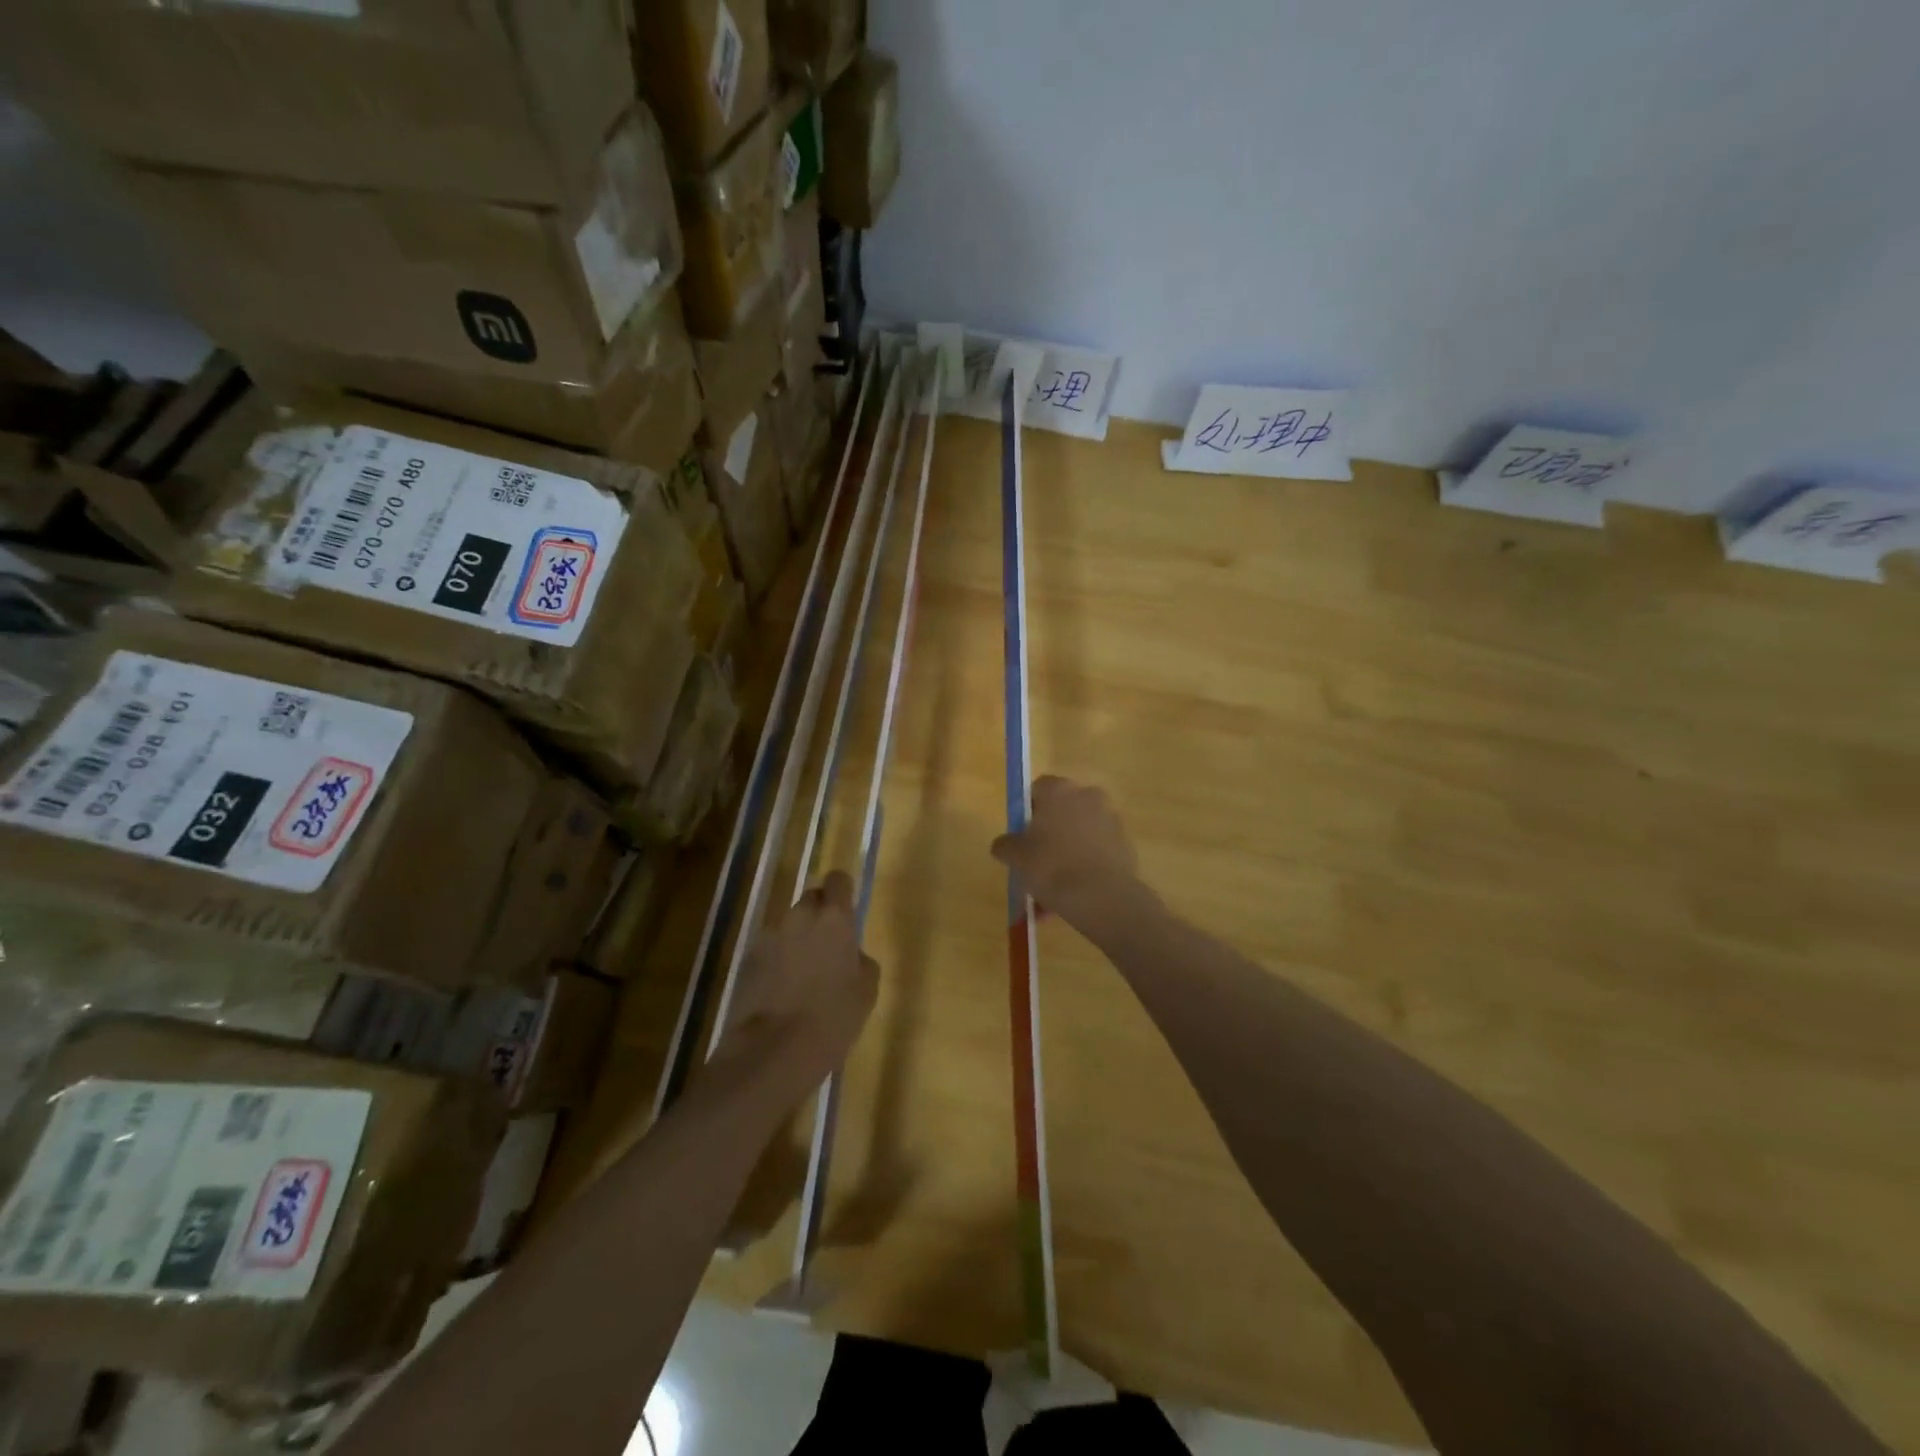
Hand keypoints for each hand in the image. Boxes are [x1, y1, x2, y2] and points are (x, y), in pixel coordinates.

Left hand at [719, 871, 879, 1087]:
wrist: (773, 1051)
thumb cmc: (833, 1018)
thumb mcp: (866, 989)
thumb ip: (860, 959)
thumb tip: (850, 953)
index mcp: (834, 918)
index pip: (838, 880)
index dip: (843, 892)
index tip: (847, 912)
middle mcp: (799, 916)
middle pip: (811, 899)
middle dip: (820, 916)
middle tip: (828, 947)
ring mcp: (768, 936)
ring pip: (789, 926)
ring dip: (797, 940)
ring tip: (803, 976)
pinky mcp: (747, 960)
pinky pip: (770, 950)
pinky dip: (777, 962)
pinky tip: (781, 991)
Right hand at [991, 776, 1140, 927]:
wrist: (1101, 896)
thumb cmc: (1051, 866)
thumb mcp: (1015, 857)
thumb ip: (1005, 845)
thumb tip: (1004, 844)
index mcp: (1059, 790)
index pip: (1038, 788)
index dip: (1027, 810)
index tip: (1022, 835)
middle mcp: (1088, 796)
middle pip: (1062, 810)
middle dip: (1050, 832)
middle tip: (1036, 860)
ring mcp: (1111, 819)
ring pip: (1080, 834)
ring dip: (1067, 853)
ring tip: (1053, 890)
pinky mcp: (1125, 844)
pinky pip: (1097, 852)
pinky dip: (1086, 866)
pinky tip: (1074, 894)